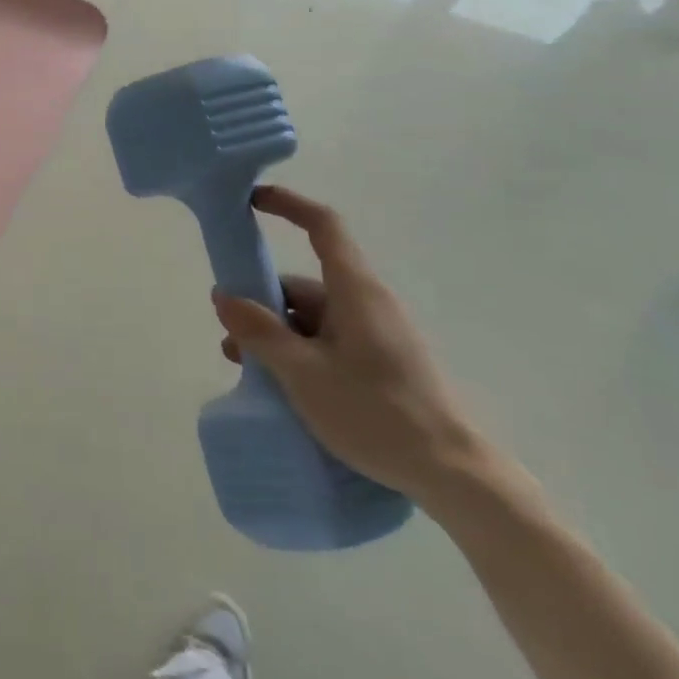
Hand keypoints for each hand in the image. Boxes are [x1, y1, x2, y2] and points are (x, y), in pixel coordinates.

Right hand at [211, 185, 482, 503]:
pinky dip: (301, 352)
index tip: (252, 201)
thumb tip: (223, 296)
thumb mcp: (303, 373)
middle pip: (305, 284)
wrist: (455, 477)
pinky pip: (330, 342)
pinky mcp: (383, 363)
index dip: (288, 205)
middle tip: (231, 338)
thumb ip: (259, 332)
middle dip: (263, 304)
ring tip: (250, 370)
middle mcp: (367, 303)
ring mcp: (378, 334)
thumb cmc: (376, 413)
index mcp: (355, 291)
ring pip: (314, 318)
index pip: (323, 225)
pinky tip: (283, 386)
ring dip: (278, 335)